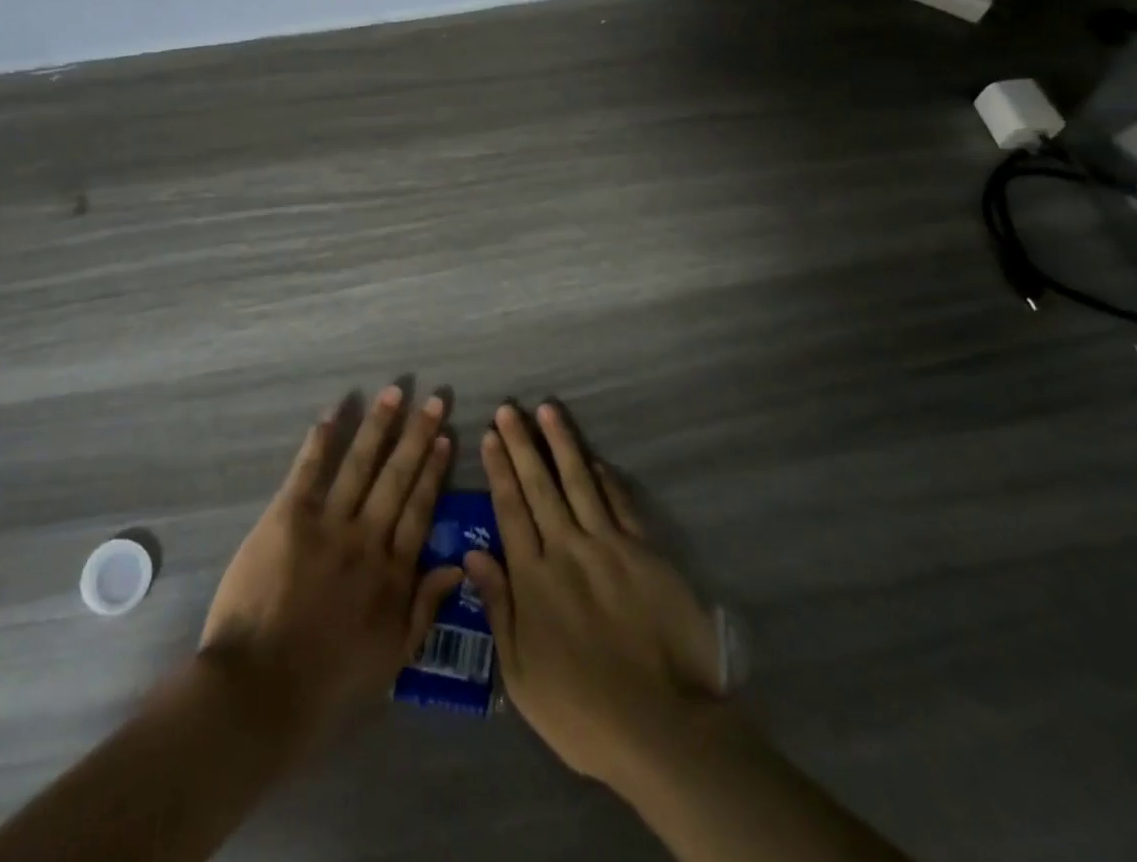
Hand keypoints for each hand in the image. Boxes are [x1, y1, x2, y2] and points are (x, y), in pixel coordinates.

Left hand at [200, 386, 461, 753]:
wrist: (260, 689)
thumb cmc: (328, 682)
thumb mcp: (392, 657)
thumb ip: (424, 608)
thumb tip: (456, 566)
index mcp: (392, 572)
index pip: (420, 509)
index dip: (433, 471)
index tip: (446, 438)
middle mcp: (367, 538)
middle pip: (397, 477)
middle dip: (416, 435)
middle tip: (434, 399)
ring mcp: (328, 524)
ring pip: (360, 464)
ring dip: (378, 426)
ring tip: (395, 392)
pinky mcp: (288, 517)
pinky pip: (309, 471)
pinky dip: (321, 441)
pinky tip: (333, 413)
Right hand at [465, 403, 725, 791]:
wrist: (663, 728)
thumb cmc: (582, 711)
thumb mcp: (521, 674)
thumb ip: (498, 607)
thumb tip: (472, 554)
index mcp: (533, 577)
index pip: (510, 508)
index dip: (499, 469)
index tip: (489, 435)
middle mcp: (567, 549)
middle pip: (539, 485)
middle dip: (521, 443)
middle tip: (509, 408)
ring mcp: (608, 546)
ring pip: (579, 481)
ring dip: (561, 443)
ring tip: (547, 410)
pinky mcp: (644, 552)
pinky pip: (620, 503)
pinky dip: (605, 477)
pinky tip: (594, 459)